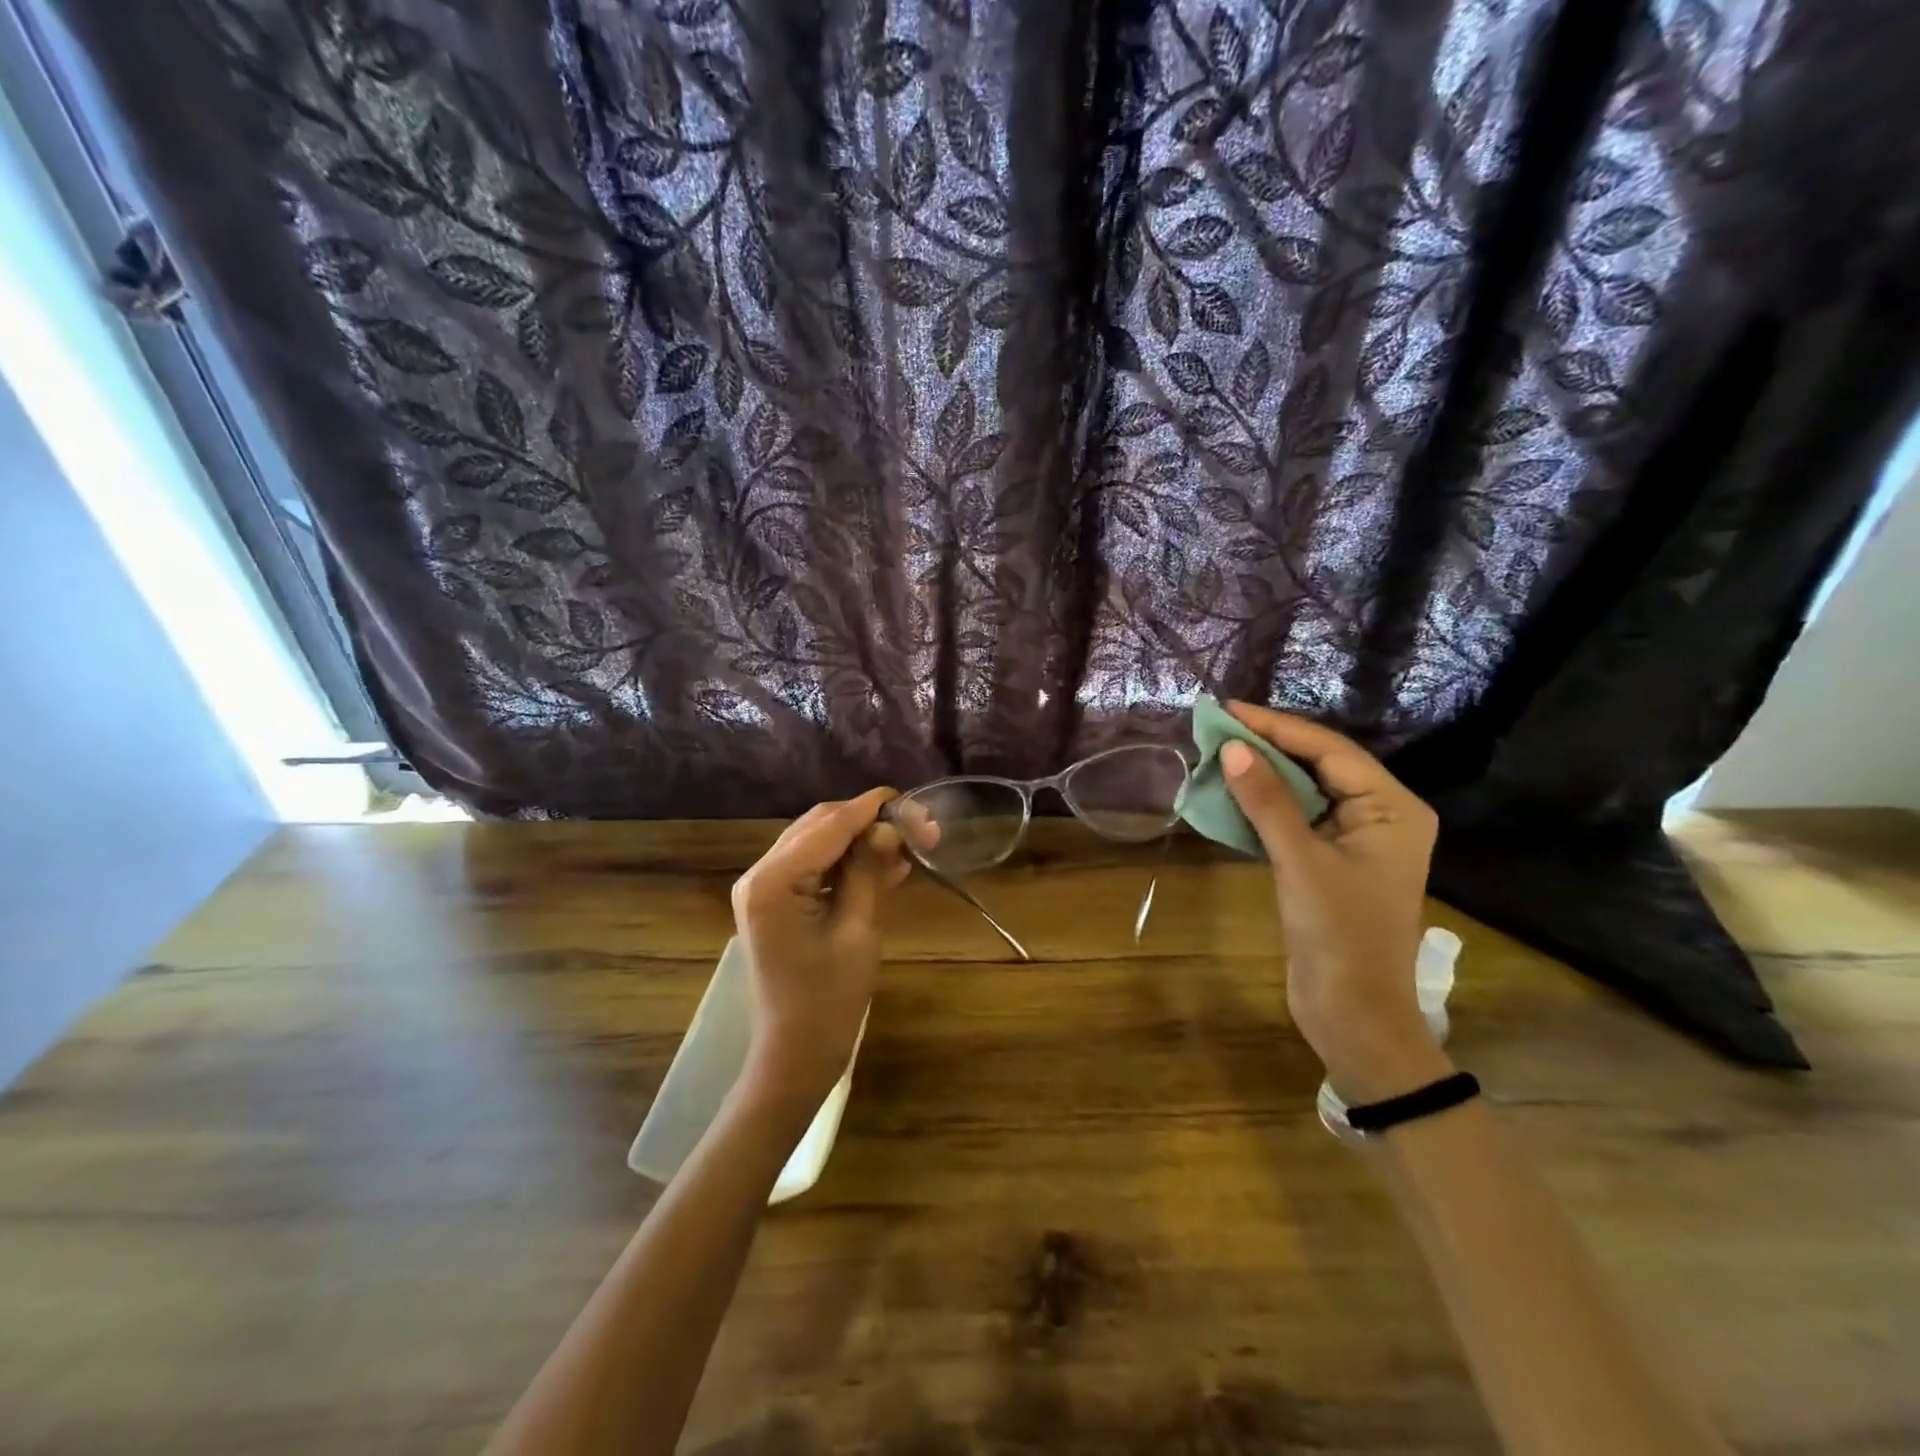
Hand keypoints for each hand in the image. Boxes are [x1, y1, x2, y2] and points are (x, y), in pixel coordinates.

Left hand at [729, 789, 912, 1113]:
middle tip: (920, 827)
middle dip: (870, 823)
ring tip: (911, 845)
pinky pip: (815, 868)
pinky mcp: (776, 903)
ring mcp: (765, 888)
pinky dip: (848, 863)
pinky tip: (888, 867)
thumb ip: (868, 871)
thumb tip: (889, 827)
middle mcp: (760, 874)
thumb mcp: (857, 930)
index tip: (911, 798)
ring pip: (819, 843)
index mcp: (774, 880)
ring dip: (862, 841)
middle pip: (821, 826)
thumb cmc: (829, 1000)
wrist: (795, 1055)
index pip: (829, 825)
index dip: (871, 808)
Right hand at [1219, 702, 1452, 1102]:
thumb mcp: (1300, 861)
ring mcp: (1356, 839)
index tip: (1228, 709)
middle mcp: (1380, 815)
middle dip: (1268, 746)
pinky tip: (1232, 794)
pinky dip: (1264, 804)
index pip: (1330, 750)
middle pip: (1320, 764)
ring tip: (1217, 752)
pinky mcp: (1331, 861)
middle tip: (1216, 728)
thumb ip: (1267, 801)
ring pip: (1305, 790)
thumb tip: (1231, 747)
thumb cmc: (1339, 935)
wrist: (1354, 1015)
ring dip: (1263, 773)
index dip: (1277, 726)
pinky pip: (1296, 818)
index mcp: (1392, 808)